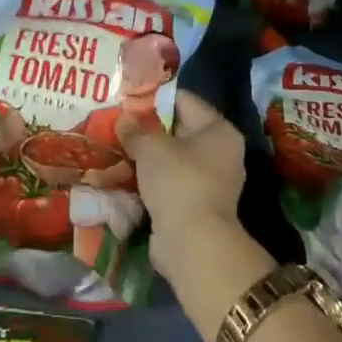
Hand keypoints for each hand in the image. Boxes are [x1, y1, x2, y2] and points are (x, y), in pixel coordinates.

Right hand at [120, 92, 245, 280]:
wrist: (193, 243)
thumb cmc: (178, 181)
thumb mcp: (151, 147)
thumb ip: (136, 129)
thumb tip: (124, 120)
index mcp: (219, 130)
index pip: (185, 101)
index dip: (156, 98)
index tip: (128, 98)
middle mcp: (222, 153)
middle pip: (180, 130)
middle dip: (150, 128)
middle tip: (120, 124)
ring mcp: (212, 181)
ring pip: (174, 158)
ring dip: (150, 156)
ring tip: (120, 148)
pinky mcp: (198, 205)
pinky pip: (171, 182)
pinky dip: (153, 179)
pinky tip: (128, 175)